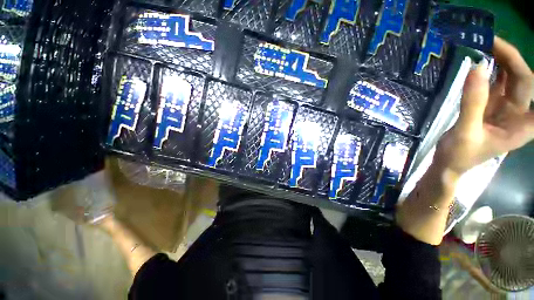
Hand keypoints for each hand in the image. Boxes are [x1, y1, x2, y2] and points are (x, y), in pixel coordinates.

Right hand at [435, 37, 533, 175]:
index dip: (527, 70)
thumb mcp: (467, 131)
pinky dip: (490, 71)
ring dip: (501, 62)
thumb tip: (477, 68)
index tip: (511, 51)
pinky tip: (482, 61)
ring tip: (484, 46)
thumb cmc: (460, 155)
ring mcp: (505, 108)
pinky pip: (495, 84)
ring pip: (510, 79)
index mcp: (522, 124)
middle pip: (523, 80)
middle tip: (490, 42)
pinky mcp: (491, 106)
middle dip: (511, 59)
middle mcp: (519, 113)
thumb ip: (473, 103)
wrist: (449, 163)